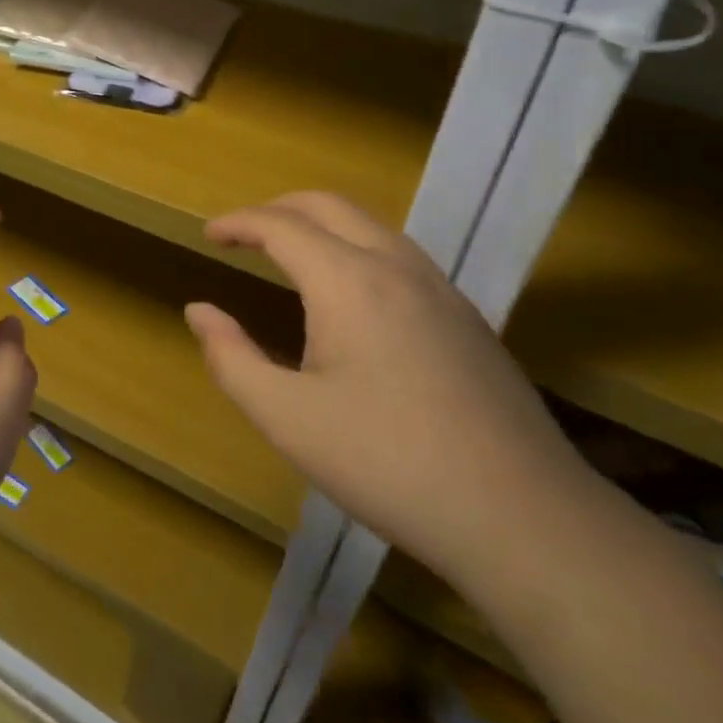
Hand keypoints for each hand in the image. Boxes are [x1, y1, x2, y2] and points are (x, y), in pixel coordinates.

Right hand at [186, 192, 589, 586]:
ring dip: (322, 225)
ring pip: (372, 225)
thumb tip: (199, 311)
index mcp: (348, 281)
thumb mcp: (287, 419)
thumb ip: (232, 359)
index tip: (210, 235)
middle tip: (244, 234)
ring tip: (291, 256)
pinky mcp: (467, 317)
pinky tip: (352, 297)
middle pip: (329, 206)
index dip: (238, 223)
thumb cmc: (388, 464)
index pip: (281, 225)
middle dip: (279, 209)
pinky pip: (400, 255)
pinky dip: (357, 248)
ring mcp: (440, 289)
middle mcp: (396, 266)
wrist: (522, 516)